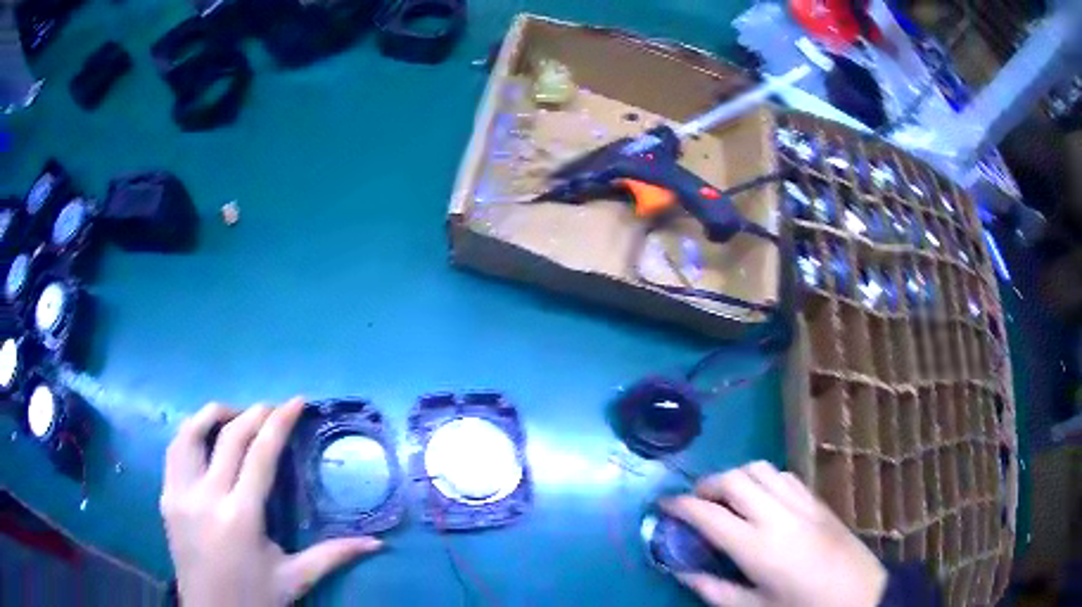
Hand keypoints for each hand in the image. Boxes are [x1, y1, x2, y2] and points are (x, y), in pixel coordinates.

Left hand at [160, 398, 382, 605]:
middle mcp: (206, 496)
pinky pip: (175, 451)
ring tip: (236, 416)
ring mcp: (180, 493)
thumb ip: (333, 556)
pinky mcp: (166, 497)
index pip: (260, 454)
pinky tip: (206, 439)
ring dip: (215, 415)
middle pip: (229, 436)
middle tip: (274, 407)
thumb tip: (377, 544)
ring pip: (191, 433)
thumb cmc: (255, 598)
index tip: (296, 402)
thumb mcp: (295, 578)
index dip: (279, 423)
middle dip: (254, 413)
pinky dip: (192, 434)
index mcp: (241, 515)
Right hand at [663, 461, 885, 606]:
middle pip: (733, 479)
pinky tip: (762, 499)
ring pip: (759, 468)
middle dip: (706, 484)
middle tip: (695, 502)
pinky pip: (783, 475)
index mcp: (756, 547)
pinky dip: (763, 479)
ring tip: (728, 498)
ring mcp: (800, 503)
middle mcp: (776, 515)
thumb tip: (681, 570)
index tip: (663, 505)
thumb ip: (712, 588)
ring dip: (736, 477)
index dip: (679, 506)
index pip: (708, 514)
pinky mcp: (817, 499)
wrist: (856, 594)